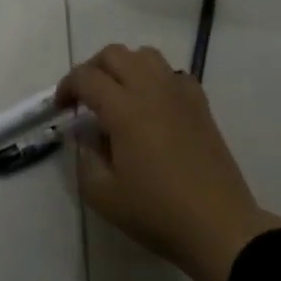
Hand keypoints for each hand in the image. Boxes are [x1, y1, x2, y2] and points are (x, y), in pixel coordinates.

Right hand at [58, 45, 280, 280]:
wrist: (219, 227)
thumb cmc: (157, 212)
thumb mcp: (103, 196)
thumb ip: (85, 158)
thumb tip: (85, 135)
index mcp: (124, 110)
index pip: (86, 77)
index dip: (67, 86)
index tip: (61, 107)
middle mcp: (152, 90)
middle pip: (115, 54)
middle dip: (92, 69)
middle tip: (85, 98)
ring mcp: (180, 94)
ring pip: (146, 55)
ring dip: (124, 66)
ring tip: (117, 95)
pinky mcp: (200, 105)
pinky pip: (172, 73)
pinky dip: (154, 78)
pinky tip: (152, 105)